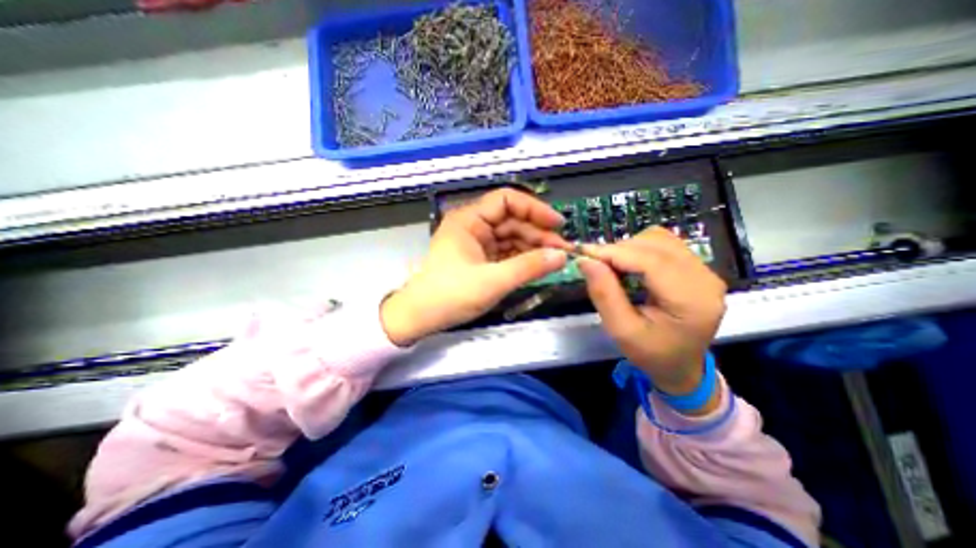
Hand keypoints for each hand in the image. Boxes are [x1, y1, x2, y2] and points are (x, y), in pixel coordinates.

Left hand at [380, 190, 568, 343]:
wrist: (420, 317)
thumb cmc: (450, 295)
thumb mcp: (493, 281)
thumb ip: (529, 267)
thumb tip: (562, 256)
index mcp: (469, 220)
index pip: (507, 200)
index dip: (534, 209)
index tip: (557, 224)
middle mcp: (473, 226)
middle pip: (512, 220)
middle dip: (538, 233)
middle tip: (562, 250)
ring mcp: (477, 243)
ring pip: (511, 237)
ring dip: (533, 247)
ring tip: (555, 259)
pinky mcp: (480, 259)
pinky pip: (506, 253)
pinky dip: (522, 258)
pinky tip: (538, 265)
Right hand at [574, 228, 727, 410]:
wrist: (682, 367)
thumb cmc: (651, 354)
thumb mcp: (622, 331)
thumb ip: (604, 294)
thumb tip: (585, 260)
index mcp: (691, 300)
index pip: (650, 261)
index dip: (614, 253)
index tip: (583, 254)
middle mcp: (705, 278)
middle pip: (655, 245)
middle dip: (618, 250)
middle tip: (594, 264)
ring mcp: (705, 270)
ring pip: (659, 239)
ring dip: (628, 248)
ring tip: (611, 267)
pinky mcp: (698, 267)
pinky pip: (664, 244)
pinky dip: (639, 249)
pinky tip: (628, 265)